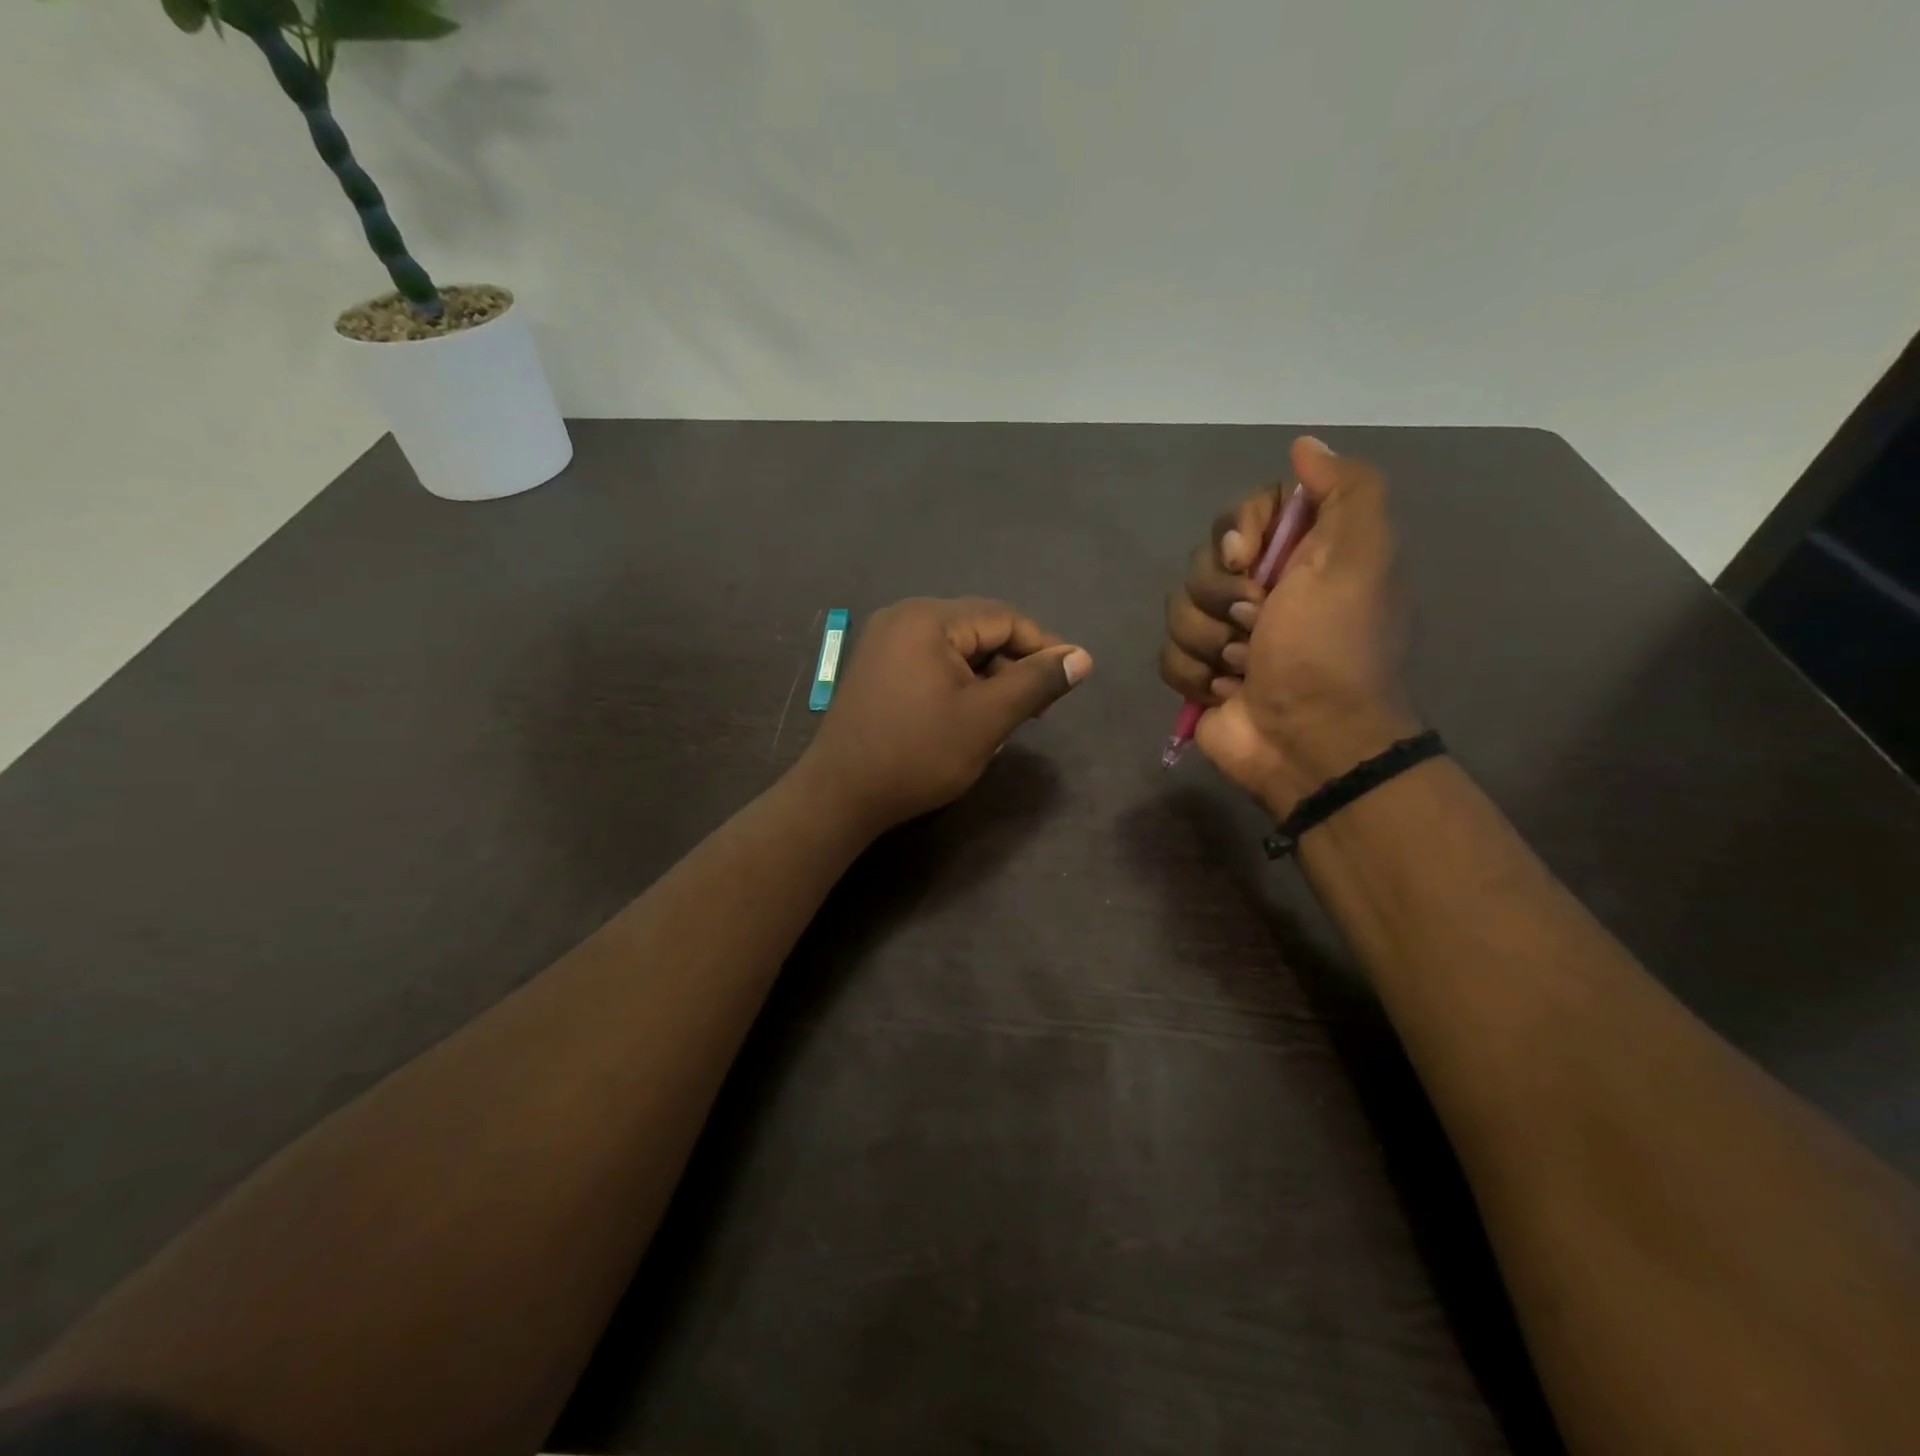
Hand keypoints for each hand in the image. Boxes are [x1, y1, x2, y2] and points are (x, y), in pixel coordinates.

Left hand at [800, 597, 1092, 832]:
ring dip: (987, 678)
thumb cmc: (918, 754)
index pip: (1003, 618)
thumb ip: (1037, 682)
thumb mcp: (987, 718)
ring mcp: (884, 642)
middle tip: (1037, 709)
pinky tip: (969, 716)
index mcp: (928, 618)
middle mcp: (902, 617)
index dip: (1042, 646)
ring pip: (956, 649)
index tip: (1069, 680)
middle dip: (1013, 666)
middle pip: (978, 630)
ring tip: (1007, 718)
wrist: (840, 795)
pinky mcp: (876, 667)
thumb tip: (1082, 657)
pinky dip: (958, 684)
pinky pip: (931, 663)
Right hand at [1159, 437, 1417, 816]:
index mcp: (1300, 556)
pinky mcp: (1199, 674)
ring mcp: (1225, 634)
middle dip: (1222, 597)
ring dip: (1209, 642)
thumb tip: (1304, 445)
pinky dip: (1195, 676)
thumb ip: (1346, 492)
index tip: (1249, 559)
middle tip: (1256, 625)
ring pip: (1177, 610)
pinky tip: (1225, 693)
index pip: (1243, 513)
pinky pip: (1167, 655)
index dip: (1237, 531)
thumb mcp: (1360, 559)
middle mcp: (1261, 589)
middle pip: (1202, 562)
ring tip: (1244, 669)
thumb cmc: (1331, 649)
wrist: (1308, 741)